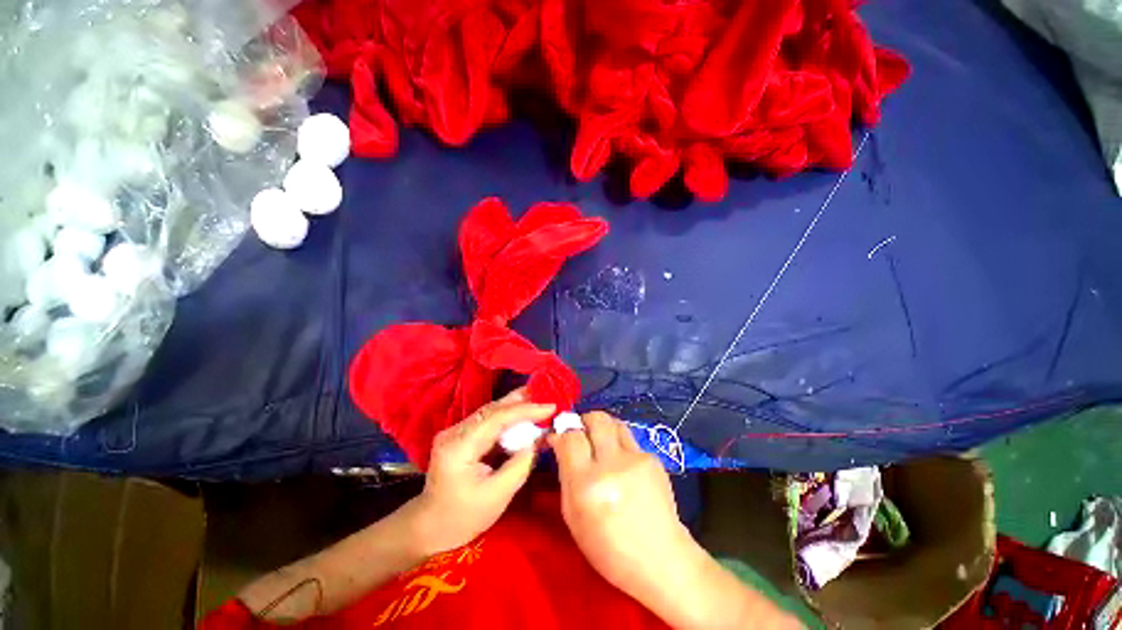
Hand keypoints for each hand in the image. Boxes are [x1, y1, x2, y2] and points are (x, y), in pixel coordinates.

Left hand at [410, 389, 554, 554]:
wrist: (428, 527)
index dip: (526, 410)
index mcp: (460, 447)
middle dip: (522, 401)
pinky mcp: (460, 435)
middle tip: (547, 394)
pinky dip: (507, 416)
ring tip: (539, 400)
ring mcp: (455, 431)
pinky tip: (522, 414)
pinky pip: (488, 420)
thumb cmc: (462, 518)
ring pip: (490, 411)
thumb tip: (538, 440)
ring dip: (515, 406)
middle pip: (492, 409)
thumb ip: (520, 465)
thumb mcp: (497, 497)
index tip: (550, 407)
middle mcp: (455, 432)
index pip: (497, 418)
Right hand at [550, 412, 691, 597]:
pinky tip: (623, 466)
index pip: (571, 437)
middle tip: (581, 433)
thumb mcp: (573, 516)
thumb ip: (564, 474)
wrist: (660, 559)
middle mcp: (612, 465)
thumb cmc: (608, 547)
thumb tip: (558, 441)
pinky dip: (619, 445)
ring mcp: (636, 459)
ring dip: (602, 428)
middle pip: (596, 419)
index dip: (561, 433)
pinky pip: (629, 440)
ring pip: (614, 422)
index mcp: (587, 485)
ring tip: (600, 443)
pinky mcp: (653, 458)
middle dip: (583, 421)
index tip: (558, 437)